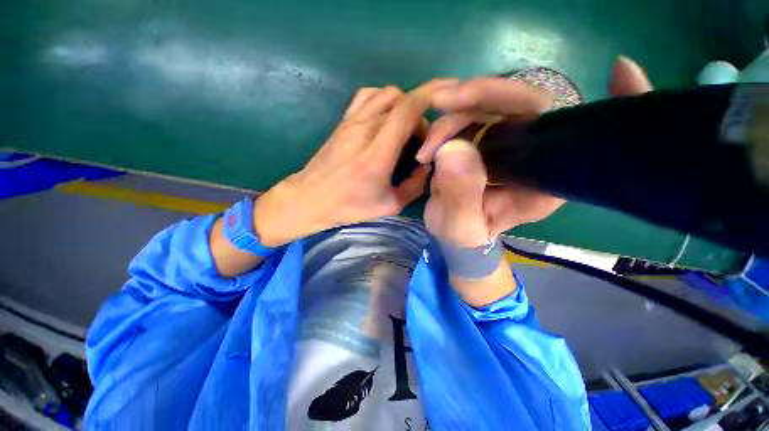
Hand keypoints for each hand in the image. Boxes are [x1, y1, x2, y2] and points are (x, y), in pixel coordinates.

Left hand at [253, 84, 452, 247]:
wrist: (310, 198)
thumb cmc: (349, 206)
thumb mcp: (390, 205)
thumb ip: (415, 185)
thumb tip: (426, 166)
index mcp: (378, 152)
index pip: (408, 109)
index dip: (430, 101)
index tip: (442, 113)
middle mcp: (365, 128)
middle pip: (401, 98)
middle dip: (418, 113)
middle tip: (418, 139)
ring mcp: (351, 121)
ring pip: (385, 93)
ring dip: (401, 105)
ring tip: (403, 129)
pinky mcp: (343, 121)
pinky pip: (367, 96)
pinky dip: (383, 101)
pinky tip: (385, 120)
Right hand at [420, 56, 652, 236]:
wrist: (453, 236)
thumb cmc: (466, 239)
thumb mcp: (462, 227)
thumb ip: (461, 196)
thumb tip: (453, 148)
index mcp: (546, 179)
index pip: (577, 131)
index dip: (610, 101)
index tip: (623, 70)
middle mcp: (533, 153)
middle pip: (523, 103)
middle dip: (480, 97)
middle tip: (442, 101)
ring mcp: (505, 143)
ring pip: (486, 106)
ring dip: (451, 119)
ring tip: (425, 153)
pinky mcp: (482, 140)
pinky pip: (468, 117)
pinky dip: (445, 123)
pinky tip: (428, 145)